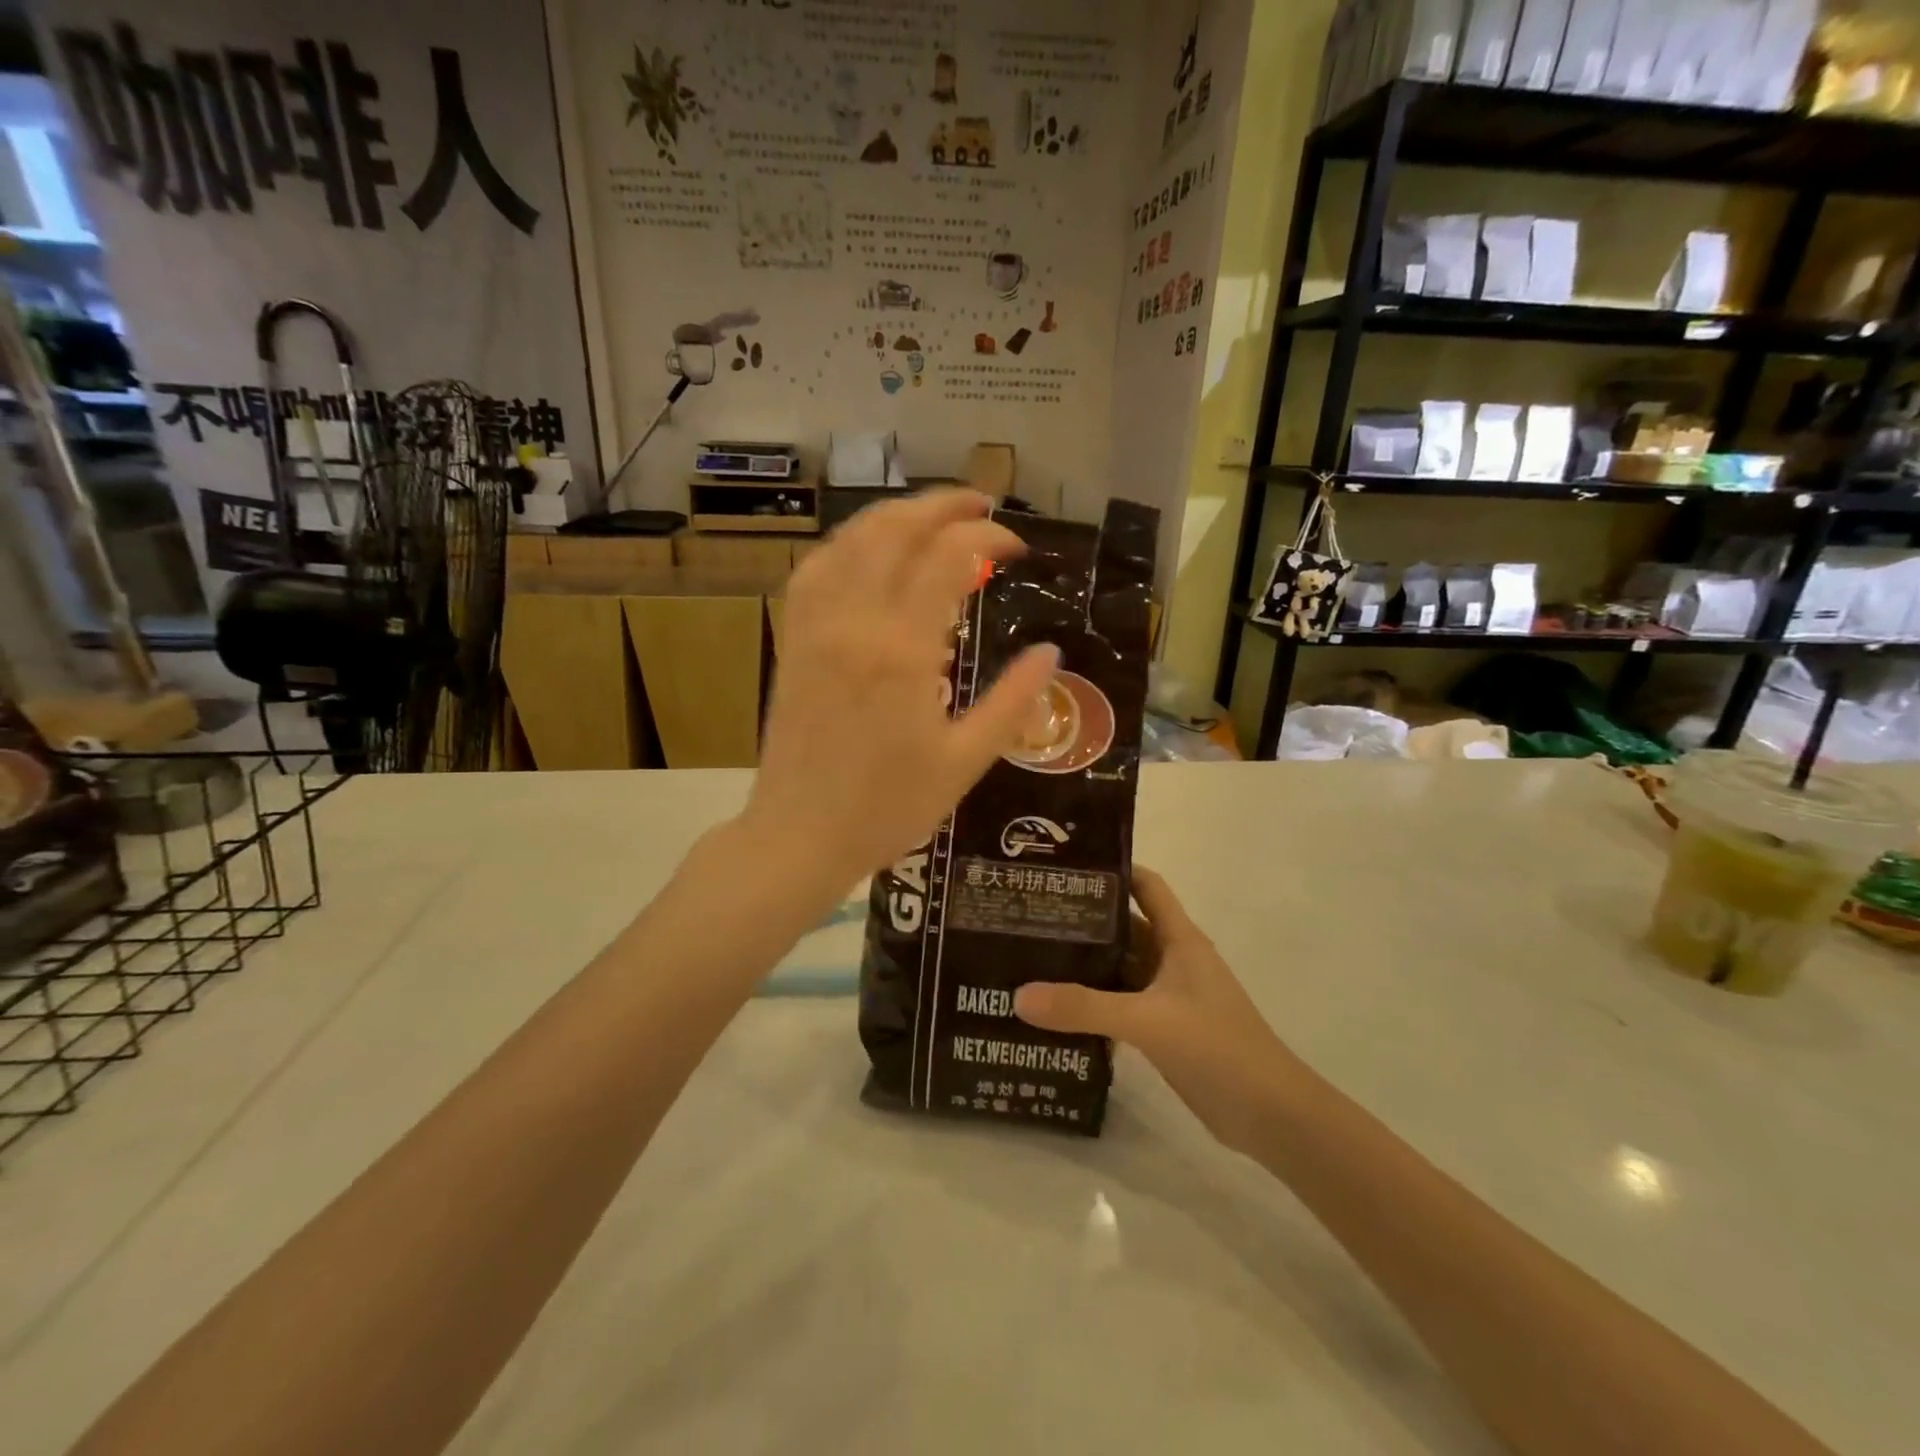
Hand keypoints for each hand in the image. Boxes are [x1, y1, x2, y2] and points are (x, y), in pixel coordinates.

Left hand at [745, 489, 1059, 888]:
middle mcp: (855, 623)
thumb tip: (1049, 654)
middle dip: (941, 506)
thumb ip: (1011, 703)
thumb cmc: (888, 808)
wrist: (800, 836)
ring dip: (893, 516)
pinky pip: (813, 571)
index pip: (949, 558)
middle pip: (895, 530)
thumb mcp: (964, 762)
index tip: (1017, 549)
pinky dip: (846, 546)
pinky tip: (867, 553)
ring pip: (849, 541)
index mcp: (903, 651)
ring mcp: (815, 628)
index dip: (988, 538)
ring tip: (929, 518)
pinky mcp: (792, 641)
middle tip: (981, 507)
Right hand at [1014, 867, 1295, 1155]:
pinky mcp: (1164, 1029)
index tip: (1064, 866)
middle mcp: (1173, 960)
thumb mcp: (1148, 1022)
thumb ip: (1084, 1008)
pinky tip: (1055, 1010)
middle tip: (1029, 916)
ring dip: (1084, 965)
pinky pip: (1120, 1004)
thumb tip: (1018, 996)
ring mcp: (1169, 996)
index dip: (1112, 869)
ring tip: (1030, 958)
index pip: (1145, 885)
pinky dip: (1092, 1003)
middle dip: (1082, 920)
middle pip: (1123, 927)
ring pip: (1119, 968)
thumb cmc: (1219, 1048)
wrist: (1272, 1117)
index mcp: (1179, 940)